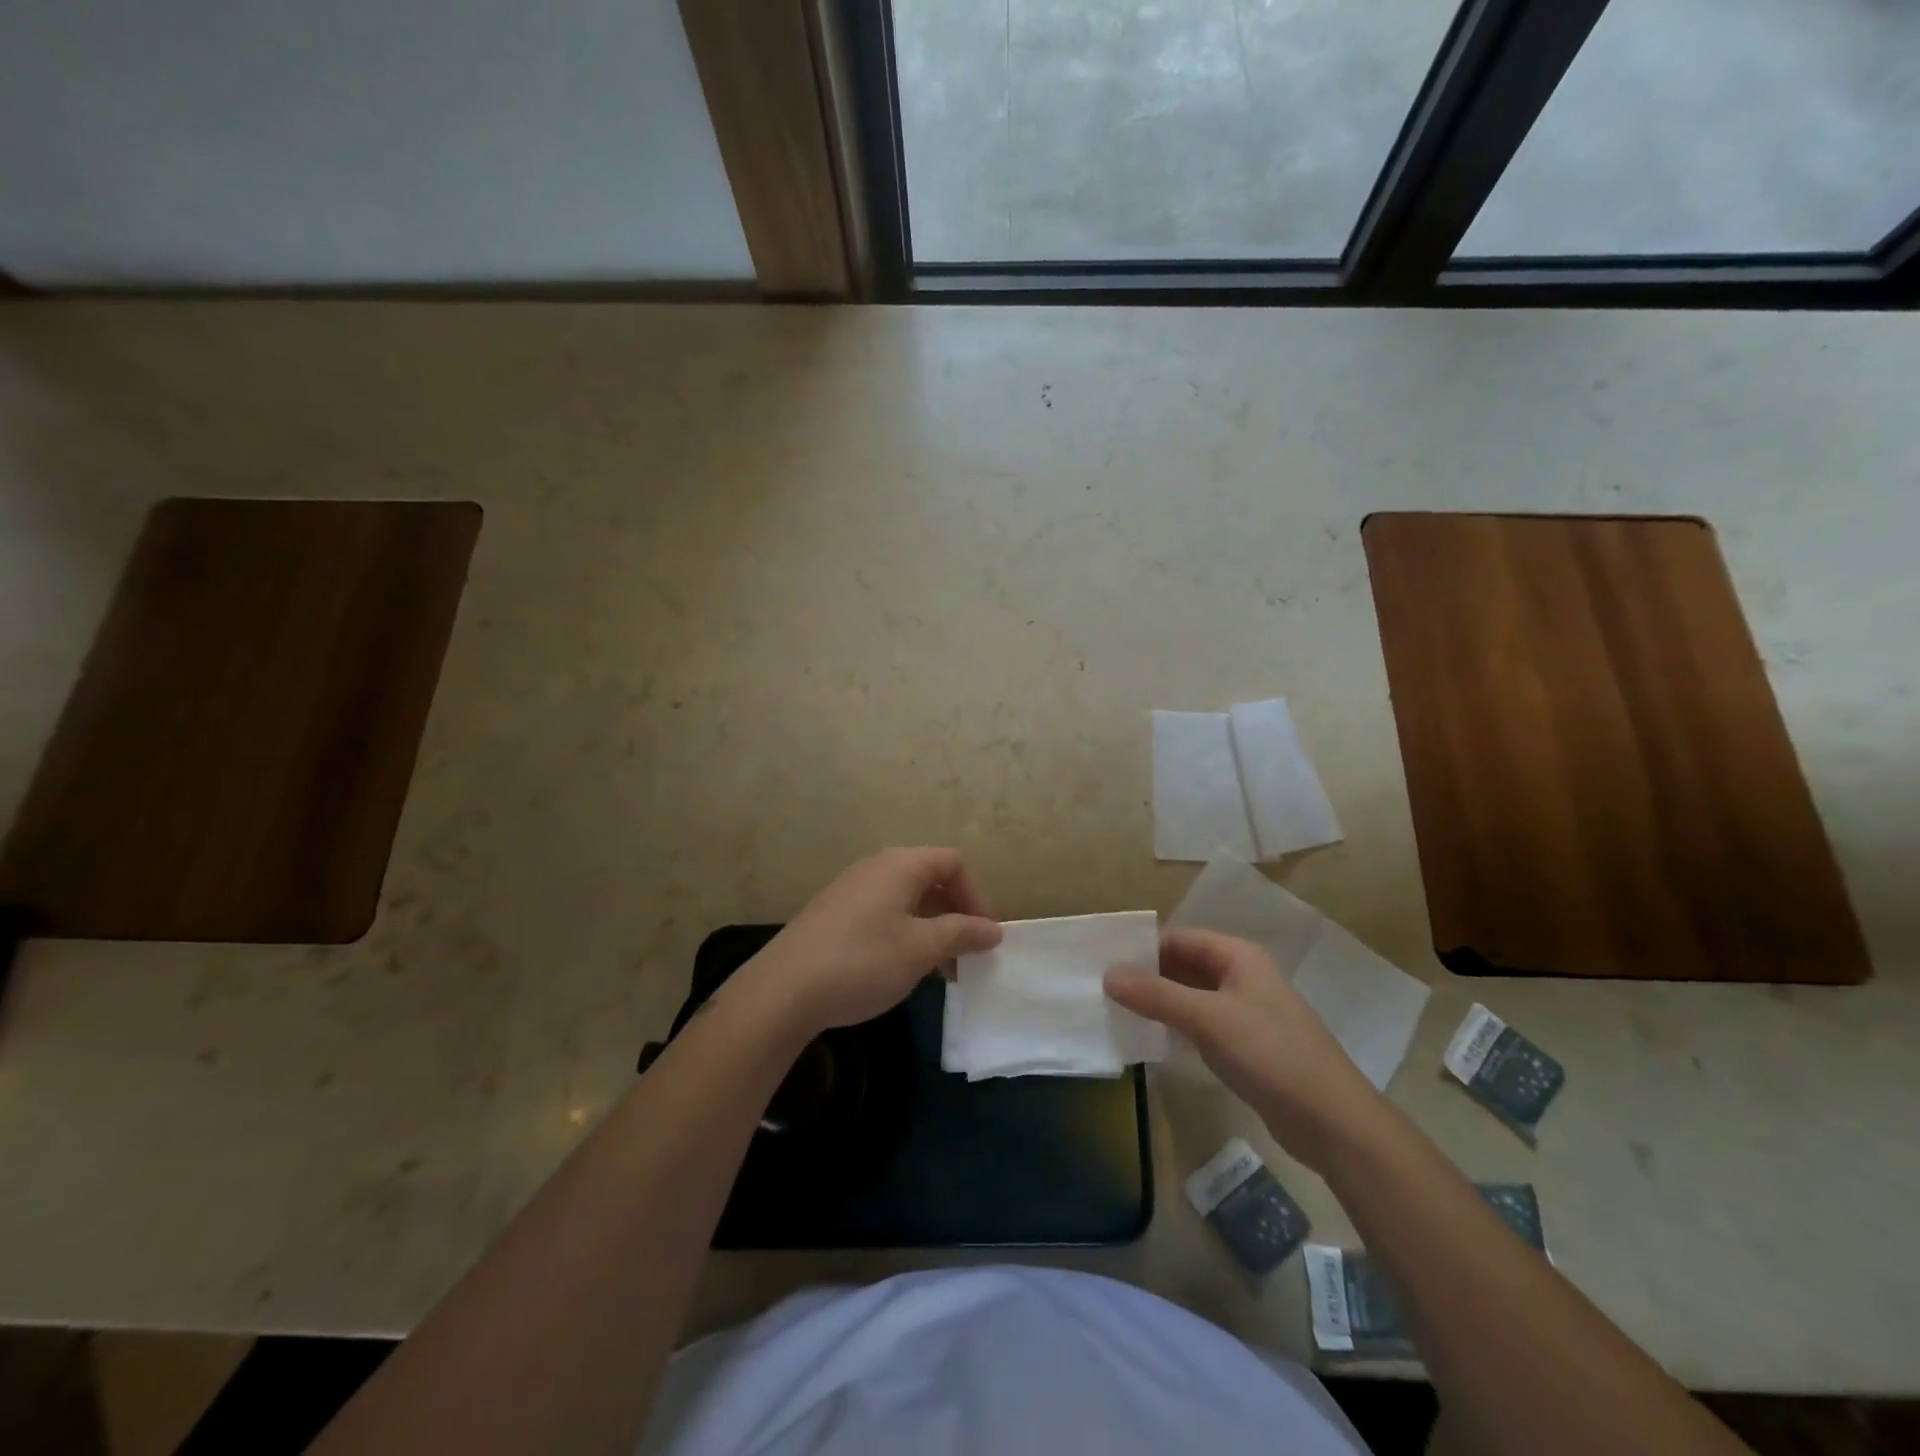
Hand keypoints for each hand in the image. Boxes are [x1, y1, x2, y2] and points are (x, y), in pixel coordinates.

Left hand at [739, 848, 1001, 1036]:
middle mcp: (876, 867)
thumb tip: (992, 929)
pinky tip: (902, 969)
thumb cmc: (863, 961)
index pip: (954, 863)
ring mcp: (851, 889)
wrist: (784, 990)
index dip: (977, 896)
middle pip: (930, 878)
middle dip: (956, 914)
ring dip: (931, 928)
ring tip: (940, 970)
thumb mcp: (921, 949)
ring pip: (907, 899)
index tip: (985, 936)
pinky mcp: (834, 914)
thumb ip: (961, 933)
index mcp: (901, 865)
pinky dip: (904, 934)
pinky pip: (884, 913)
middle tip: (967, 954)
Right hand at [1105, 926, 1385, 1171]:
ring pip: (1190, 995)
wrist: (1333, 1122)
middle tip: (1101, 988)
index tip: (1102, 962)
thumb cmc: (1271, 1054)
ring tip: (1115, 1010)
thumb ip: (1156, 995)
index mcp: (1238, 956)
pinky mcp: (1244, 1045)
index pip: (1178, 937)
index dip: (1142, 947)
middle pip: (1183, 964)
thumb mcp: (1208, 1019)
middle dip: (1146, 974)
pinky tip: (1149, 1037)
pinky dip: (1174, 1025)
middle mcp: (1241, 976)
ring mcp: (1244, 1011)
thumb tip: (1107, 974)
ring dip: (1157, 1001)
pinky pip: (1200, 1023)